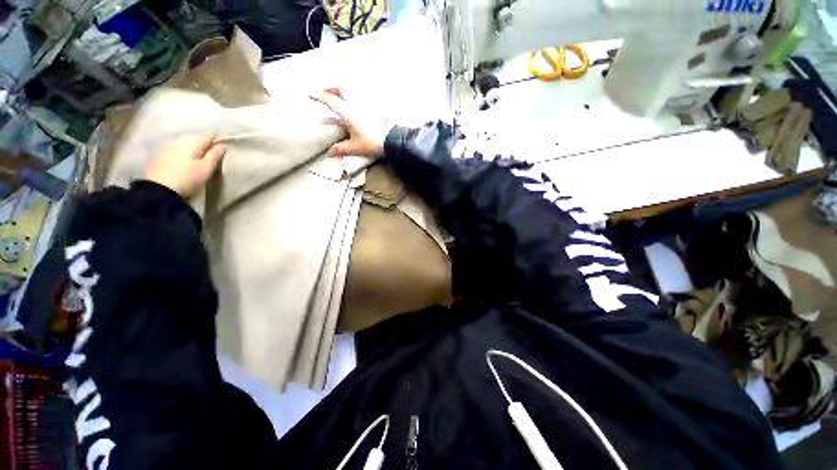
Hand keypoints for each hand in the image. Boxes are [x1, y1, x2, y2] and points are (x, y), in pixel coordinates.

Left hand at [144, 134, 225, 197]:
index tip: (229, 144)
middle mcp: (180, 139)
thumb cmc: (187, 178)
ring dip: (197, 147)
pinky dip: (187, 152)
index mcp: (192, 141)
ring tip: (205, 155)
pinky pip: (179, 149)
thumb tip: (221, 145)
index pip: (211, 135)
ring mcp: (168, 147)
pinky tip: (190, 160)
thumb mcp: (206, 168)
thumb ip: (215, 155)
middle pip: (198, 137)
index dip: (221, 138)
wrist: (158, 190)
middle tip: (218, 151)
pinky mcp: (161, 155)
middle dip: (208, 142)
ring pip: (187, 143)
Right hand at [310, 88, 393, 156]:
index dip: (318, 96)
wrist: (392, 139)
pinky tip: (356, 106)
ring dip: (343, 91)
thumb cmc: (372, 142)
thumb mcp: (355, 147)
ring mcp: (365, 103)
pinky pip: (361, 96)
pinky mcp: (374, 107)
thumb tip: (330, 152)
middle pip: (341, 88)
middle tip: (326, 93)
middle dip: (332, 89)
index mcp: (347, 112)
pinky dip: (355, 97)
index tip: (309, 94)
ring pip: (351, 90)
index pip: (330, 100)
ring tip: (340, 98)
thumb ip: (342, 148)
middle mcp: (355, 104)